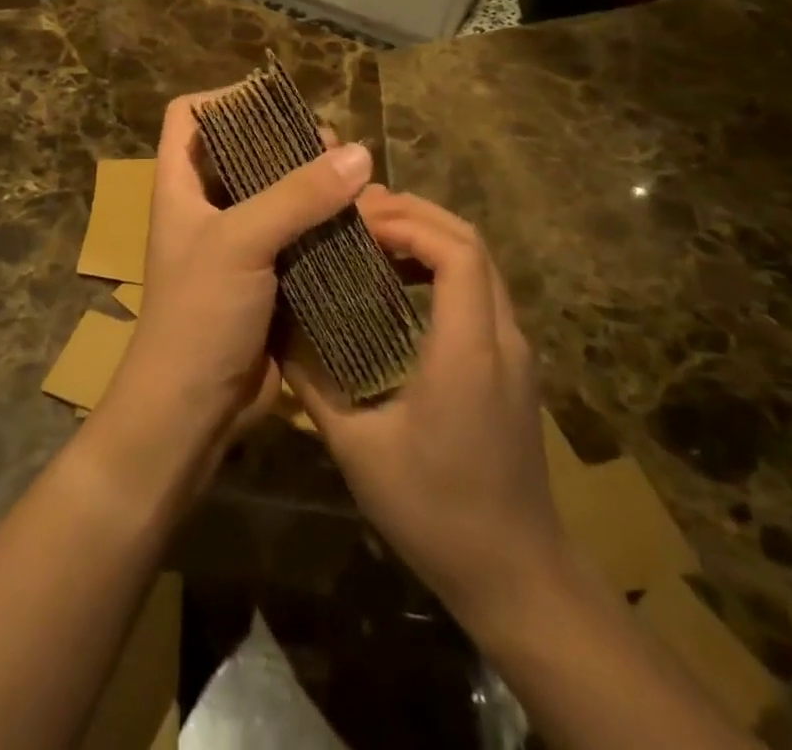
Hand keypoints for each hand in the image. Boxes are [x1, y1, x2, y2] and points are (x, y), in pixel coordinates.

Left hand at [103, 93, 373, 469]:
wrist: (192, 411)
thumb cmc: (198, 315)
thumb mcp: (240, 243)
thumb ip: (297, 195)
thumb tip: (359, 152)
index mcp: (180, 186)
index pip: (188, 116)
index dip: (224, 99)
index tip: (275, 101)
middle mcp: (207, 207)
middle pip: (244, 151)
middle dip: (287, 141)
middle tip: (333, 146)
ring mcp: (237, 244)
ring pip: (278, 194)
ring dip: (314, 185)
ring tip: (356, 181)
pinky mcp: (267, 278)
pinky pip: (298, 235)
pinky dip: (325, 225)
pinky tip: (360, 224)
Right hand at [284, 190, 563, 635]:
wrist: (518, 577)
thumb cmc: (435, 512)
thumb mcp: (357, 449)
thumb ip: (312, 383)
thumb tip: (273, 330)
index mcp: (468, 349)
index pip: (455, 251)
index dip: (407, 223)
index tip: (356, 225)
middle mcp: (502, 336)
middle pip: (470, 241)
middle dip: (414, 215)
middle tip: (357, 216)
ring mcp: (515, 348)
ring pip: (480, 261)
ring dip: (429, 236)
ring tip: (373, 236)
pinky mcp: (513, 363)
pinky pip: (481, 287)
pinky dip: (442, 264)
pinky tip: (401, 281)